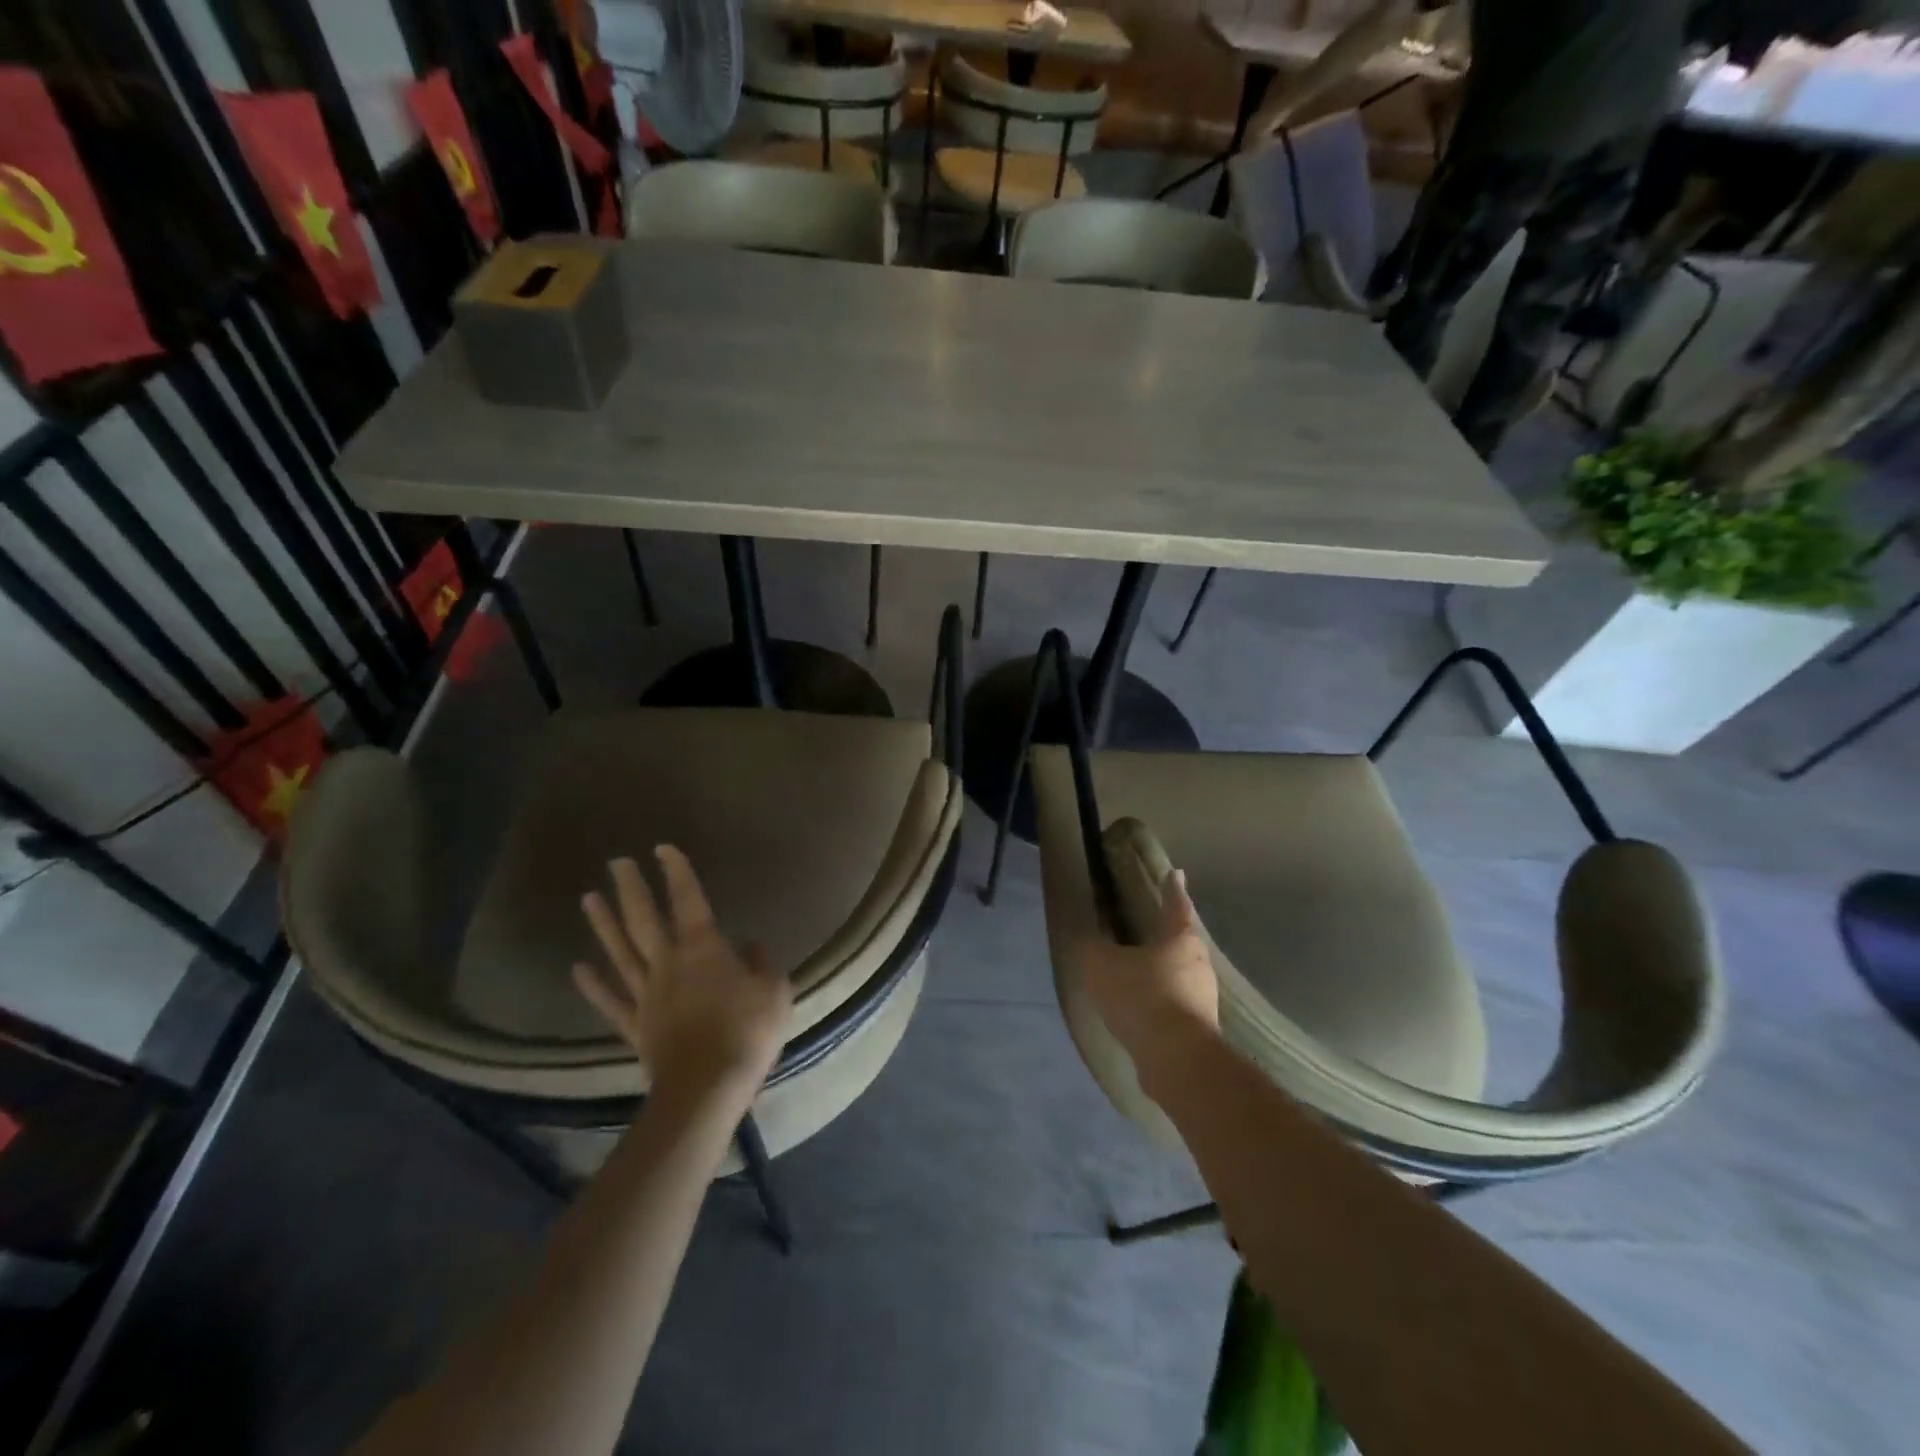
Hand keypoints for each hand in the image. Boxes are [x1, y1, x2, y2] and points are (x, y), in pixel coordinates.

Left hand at [574, 846, 790, 1109]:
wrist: (707, 1087)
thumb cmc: (747, 1031)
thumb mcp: (774, 990)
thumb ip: (762, 962)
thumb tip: (749, 945)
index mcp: (703, 948)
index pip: (688, 899)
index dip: (676, 872)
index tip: (663, 848)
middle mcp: (667, 963)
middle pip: (643, 919)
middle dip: (631, 887)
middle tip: (617, 862)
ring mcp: (646, 994)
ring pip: (620, 951)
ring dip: (604, 923)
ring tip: (589, 897)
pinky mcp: (635, 1025)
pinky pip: (611, 1000)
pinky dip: (593, 984)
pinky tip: (578, 968)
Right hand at [1079, 868, 1218, 1086]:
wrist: (1176, 1059)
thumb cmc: (1142, 997)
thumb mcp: (1102, 965)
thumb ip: (1092, 947)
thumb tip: (1088, 936)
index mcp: (1180, 939)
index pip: (1175, 905)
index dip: (1172, 888)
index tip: (1175, 873)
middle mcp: (1199, 964)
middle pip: (1181, 941)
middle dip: (1165, 935)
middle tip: (1147, 929)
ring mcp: (1203, 998)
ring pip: (1180, 974)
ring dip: (1162, 972)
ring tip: (1138, 974)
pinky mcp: (1199, 1028)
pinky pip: (1176, 1004)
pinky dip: (1160, 1002)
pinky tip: (1141, 1010)